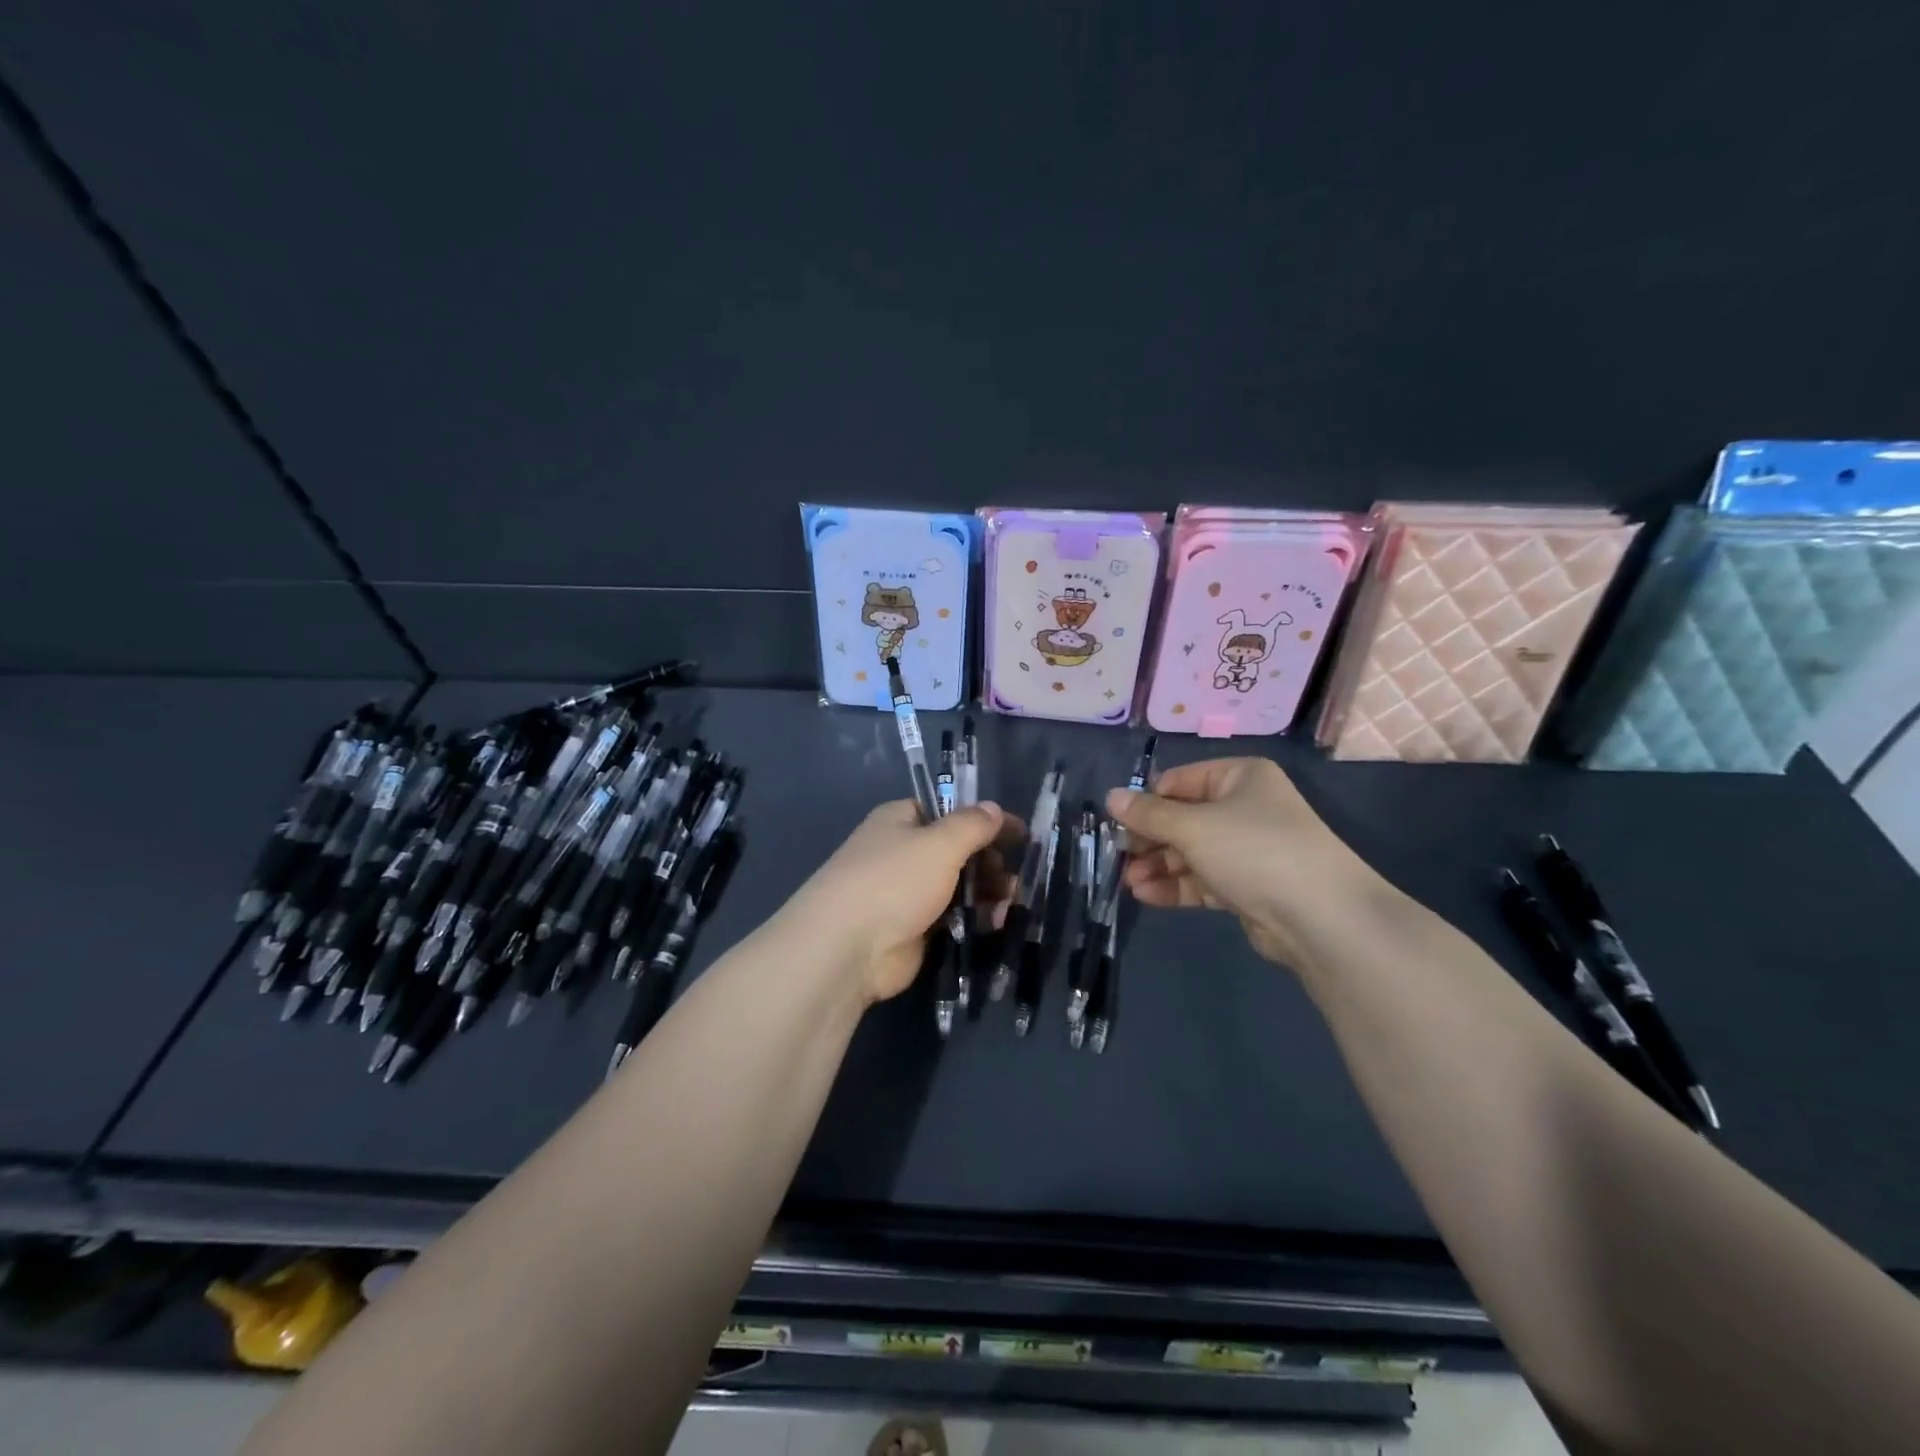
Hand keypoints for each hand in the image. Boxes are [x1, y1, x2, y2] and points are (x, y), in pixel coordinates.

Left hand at [783, 800, 1020, 1003]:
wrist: (848, 948)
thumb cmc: (894, 881)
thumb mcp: (940, 843)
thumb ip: (972, 824)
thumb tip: (994, 808)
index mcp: (900, 820)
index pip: (947, 811)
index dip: (983, 820)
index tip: (1019, 834)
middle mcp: (901, 851)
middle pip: (955, 850)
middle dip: (988, 860)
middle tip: (1013, 876)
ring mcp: (905, 893)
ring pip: (955, 885)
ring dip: (985, 891)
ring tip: (1010, 902)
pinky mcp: (911, 929)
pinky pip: (950, 916)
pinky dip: (973, 917)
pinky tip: (995, 923)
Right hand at [1107, 757, 1384, 970]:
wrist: (1320, 916)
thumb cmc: (1253, 850)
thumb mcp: (1193, 826)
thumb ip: (1149, 814)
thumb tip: (1111, 797)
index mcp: (1239, 777)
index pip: (1179, 781)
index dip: (1147, 801)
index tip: (1117, 823)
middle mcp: (1245, 807)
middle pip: (1183, 818)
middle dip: (1149, 839)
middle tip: (1119, 856)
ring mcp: (1248, 849)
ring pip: (1190, 852)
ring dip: (1158, 866)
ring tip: (1129, 883)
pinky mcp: (1248, 886)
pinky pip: (1203, 879)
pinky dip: (1176, 885)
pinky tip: (1146, 895)